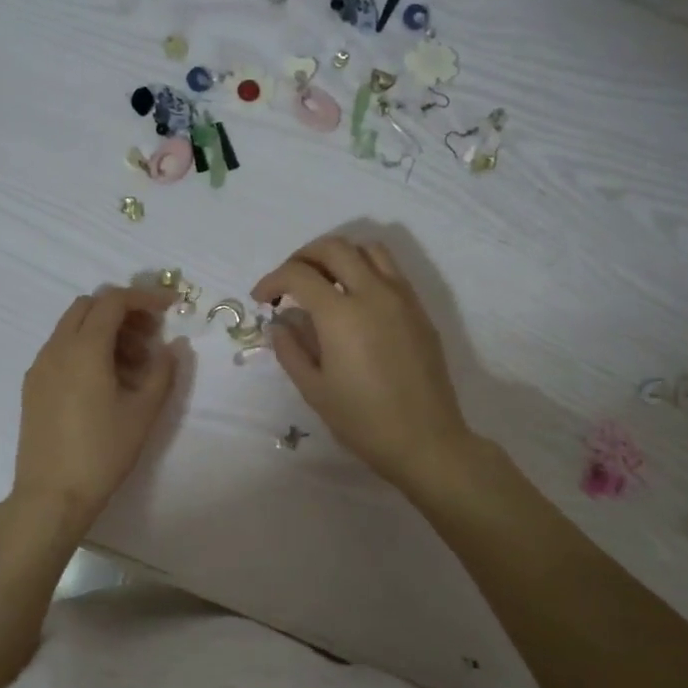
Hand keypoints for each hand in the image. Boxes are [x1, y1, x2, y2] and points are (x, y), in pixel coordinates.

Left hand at [12, 286, 178, 532]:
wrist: (51, 495)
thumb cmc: (102, 452)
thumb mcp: (143, 412)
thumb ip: (163, 371)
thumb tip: (174, 346)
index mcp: (84, 348)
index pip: (114, 301)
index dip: (145, 297)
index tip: (170, 308)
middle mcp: (57, 348)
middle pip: (89, 306)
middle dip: (123, 311)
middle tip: (150, 336)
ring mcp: (40, 366)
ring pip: (73, 327)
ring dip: (105, 331)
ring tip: (134, 365)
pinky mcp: (33, 385)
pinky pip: (61, 349)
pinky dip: (86, 348)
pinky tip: (106, 381)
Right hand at [253, 237, 473, 492]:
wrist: (425, 440)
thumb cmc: (363, 420)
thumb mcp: (314, 389)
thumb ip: (290, 349)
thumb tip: (280, 321)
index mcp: (341, 314)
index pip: (298, 274)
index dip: (272, 280)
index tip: (261, 299)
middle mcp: (373, 293)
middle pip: (333, 247)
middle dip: (302, 256)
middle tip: (288, 282)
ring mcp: (402, 297)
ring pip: (368, 249)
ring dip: (338, 255)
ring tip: (323, 280)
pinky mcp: (419, 309)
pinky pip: (390, 270)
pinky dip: (365, 268)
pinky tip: (354, 299)